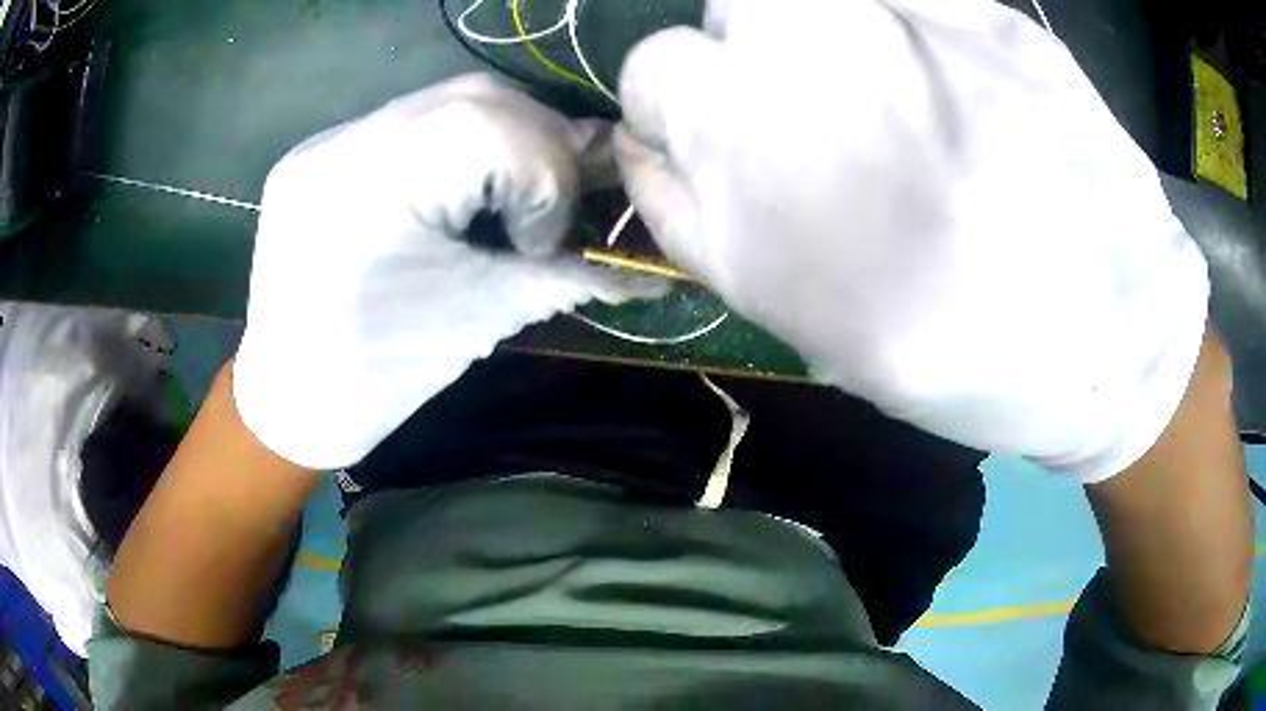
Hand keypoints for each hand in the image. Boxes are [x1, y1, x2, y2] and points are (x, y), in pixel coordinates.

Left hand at [235, 74, 660, 469]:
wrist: (290, 395)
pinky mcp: (318, 150)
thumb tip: (649, 265)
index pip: (493, 128)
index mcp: (373, 192)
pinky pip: (407, 121)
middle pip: (474, 98)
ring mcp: (324, 142)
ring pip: (443, 100)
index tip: (547, 237)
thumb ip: (567, 274)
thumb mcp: (479, 319)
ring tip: (513, 188)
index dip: (548, 172)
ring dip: (502, 133)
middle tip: (555, 196)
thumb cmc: (380, 377)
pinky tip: (460, 181)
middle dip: (539, 141)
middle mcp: (341, 146)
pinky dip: (455, 140)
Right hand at [617, 0, 1209, 480]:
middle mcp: (809, 75)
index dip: (680, 99)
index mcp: (752, 171)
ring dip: (820, 27)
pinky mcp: (987, 14)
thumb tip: (654, 144)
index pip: (652, 75)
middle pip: (726, 13)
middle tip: (819, 107)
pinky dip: (905, 21)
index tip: (722, 126)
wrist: (1114, 338)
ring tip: (885, 87)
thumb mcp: (801, 317)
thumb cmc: (962, 357)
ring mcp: (903, 26)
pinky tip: (950, 77)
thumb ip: (701, 217)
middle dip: (749, 52)